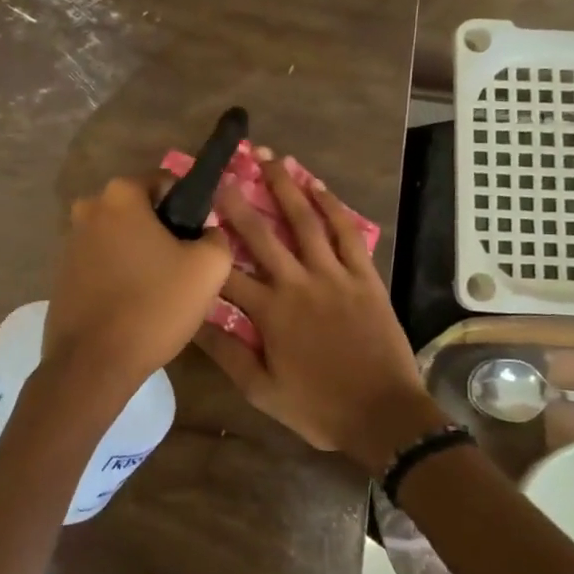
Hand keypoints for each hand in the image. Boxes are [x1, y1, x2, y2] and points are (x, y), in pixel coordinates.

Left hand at [40, 171, 233, 416]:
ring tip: (159, 293)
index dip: (189, 211)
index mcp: (120, 194)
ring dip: (140, 255)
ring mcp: (70, 241)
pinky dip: (119, 275)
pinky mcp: (62, 273)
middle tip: (183, 271)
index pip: (167, 184)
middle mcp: (89, 207)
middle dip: (162, 234)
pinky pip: (102, 263)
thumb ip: (218, 237)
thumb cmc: (154, 306)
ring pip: (121, 238)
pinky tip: (133, 305)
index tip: (198, 244)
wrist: (93, 363)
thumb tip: (208, 232)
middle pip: (141, 212)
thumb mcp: (209, 268)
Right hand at [193, 154, 429, 469]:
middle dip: (238, 199)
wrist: (383, 415)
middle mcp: (297, 283)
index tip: (190, 219)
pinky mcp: (364, 276)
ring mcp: (333, 275)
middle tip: (222, 169)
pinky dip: (332, 206)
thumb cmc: (318, 406)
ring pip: (304, 221)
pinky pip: (346, 233)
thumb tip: (191, 320)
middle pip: (261, 233)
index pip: (225, 272)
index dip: (206, 244)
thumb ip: (226, 353)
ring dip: (286, 187)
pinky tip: (317, 185)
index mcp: (269, 312)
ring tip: (269, 157)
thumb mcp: (261, 390)